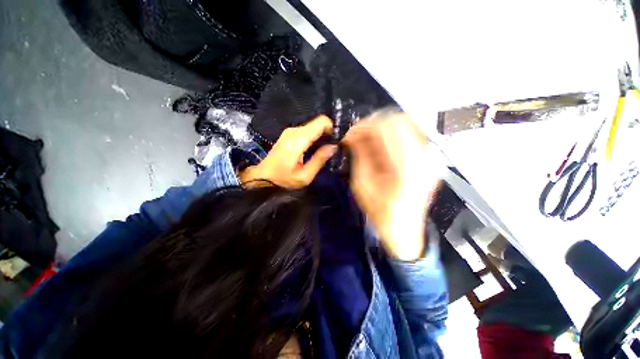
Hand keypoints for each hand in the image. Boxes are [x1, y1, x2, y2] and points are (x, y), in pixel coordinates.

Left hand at [240, 116, 336, 188]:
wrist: (262, 177)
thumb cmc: (283, 180)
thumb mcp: (304, 176)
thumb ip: (319, 160)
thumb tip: (333, 147)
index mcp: (297, 140)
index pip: (321, 123)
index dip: (332, 128)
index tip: (337, 140)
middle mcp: (293, 131)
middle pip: (317, 123)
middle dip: (327, 133)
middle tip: (332, 147)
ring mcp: (290, 131)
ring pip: (312, 126)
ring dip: (321, 135)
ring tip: (324, 149)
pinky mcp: (288, 134)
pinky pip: (306, 130)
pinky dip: (314, 137)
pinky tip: (315, 148)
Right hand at [343, 111, 440, 259]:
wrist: (403, 228)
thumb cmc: (380, 211)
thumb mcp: (362, 183)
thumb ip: (360, 155)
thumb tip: (354, 135)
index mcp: (407, 166)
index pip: (388, 128)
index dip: (365, 126)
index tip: (350, 135)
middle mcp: (424, 156)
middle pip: (399, 121)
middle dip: (373, 124)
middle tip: (357, 137)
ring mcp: (430, 156)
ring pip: (405, 125)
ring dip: (381, 130)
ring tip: (366, 142)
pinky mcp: (428, 158)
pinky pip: (408, 135)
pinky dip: (390, 136)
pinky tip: (378, 147)